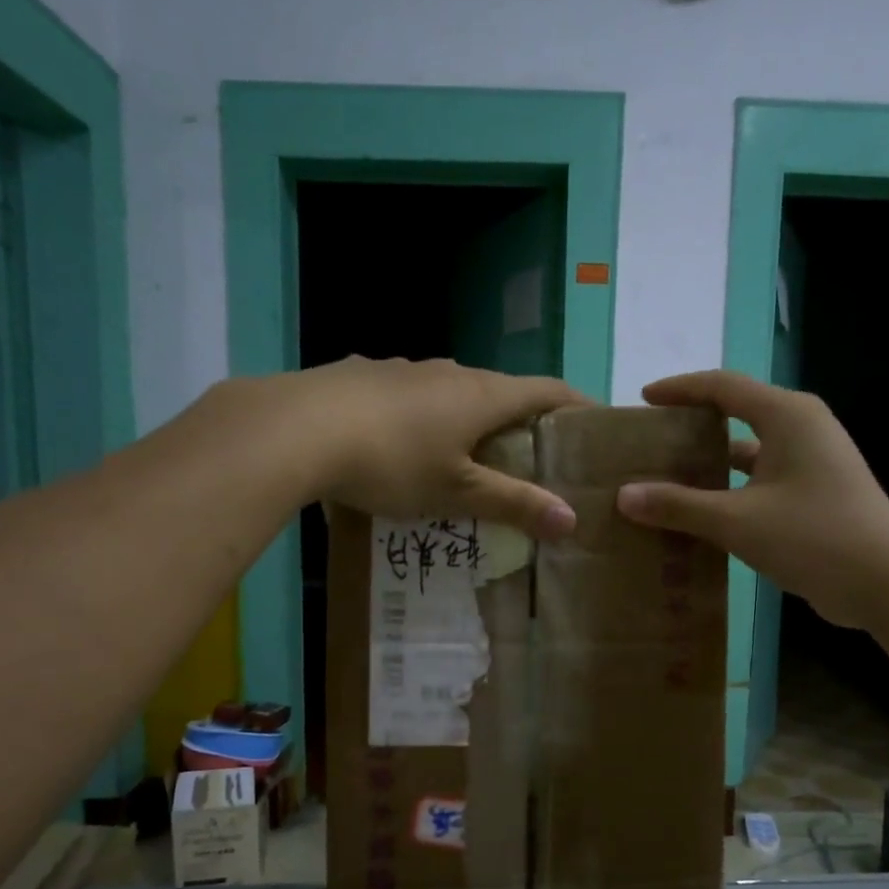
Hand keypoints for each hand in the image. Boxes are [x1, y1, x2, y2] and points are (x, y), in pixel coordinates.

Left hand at [256, 357, 587, 538]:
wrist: (295, 429)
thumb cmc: (392, 461)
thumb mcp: (457, 492)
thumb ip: (513, 504)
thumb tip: (572, 520)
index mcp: (482, 395)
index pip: (547, 390)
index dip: (576, 405)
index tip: (594, 424)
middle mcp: (448, 371)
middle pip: (499, 390)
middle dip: (518, 419)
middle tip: (528, 456)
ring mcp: (402, 368)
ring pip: (449, 390)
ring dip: (466, 417)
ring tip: (463, 453)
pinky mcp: (361, 374)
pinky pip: (405, 394)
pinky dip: (419, 416)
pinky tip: (398, 442)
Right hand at [614, 371, 888, 627]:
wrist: (887, 582)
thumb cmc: (813, 536)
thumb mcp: (736, 520)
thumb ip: (679, 505)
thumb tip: (624, 495)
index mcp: (787, 416)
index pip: (723, 386)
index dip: (680, 389)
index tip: (644, 399)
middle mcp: (801, 428)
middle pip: (736, 414)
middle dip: (692, 425)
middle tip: (652, 441)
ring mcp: (812, 462)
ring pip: (749, 451)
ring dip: (710, 463)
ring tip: (666, 477)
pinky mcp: (815, 493)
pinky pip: (761, 480)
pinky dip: (730, 490)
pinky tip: (701, 514)